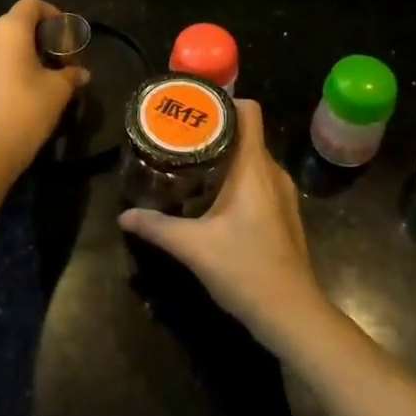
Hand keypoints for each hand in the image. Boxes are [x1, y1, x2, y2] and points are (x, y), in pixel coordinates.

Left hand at [0, 0, 88, 181]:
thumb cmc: (25, 111)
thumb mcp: (58, 91)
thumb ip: (71, 74)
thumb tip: (82, 73)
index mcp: (9, 29)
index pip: (32, 5)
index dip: (53, 14)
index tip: (68, 37)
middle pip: (18, 21)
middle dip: (43, 35)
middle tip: (62, 58)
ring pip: (5, 39)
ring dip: (27, 49)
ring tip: (47, 73)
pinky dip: (12, 61)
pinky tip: (27, 84)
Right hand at [118, 100, 332, 353]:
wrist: (292, 314)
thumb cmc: (245, 269)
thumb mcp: (193, 247)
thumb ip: (157, 227)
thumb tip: (124, 216)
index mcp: (254, 167)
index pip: (249, 110)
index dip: (223, 101)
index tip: (192, 109)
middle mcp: (273, 172)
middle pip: (246, 133)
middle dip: (214, 130)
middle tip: (179, 136)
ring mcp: (283, 194)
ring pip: (252, 158)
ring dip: (225, 156)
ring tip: (191, 163)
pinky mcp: (284, 214)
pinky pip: (259, 180)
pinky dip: (238, 178)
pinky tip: (214, 197)